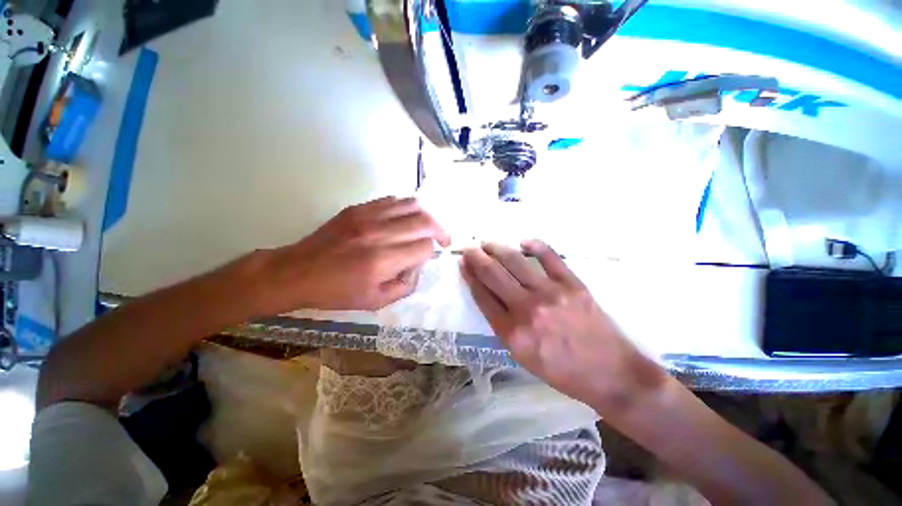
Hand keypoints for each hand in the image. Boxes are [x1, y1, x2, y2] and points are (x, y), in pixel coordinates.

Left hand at [246, 197, 449, 313]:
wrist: (297, 272)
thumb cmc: (337, 292)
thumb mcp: (376, 302)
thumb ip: (406, 285)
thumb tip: (418, 265)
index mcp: (382, 260)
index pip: (424, 247)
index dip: (431, 253)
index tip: (427, 259)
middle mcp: (379, 233)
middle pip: (425, 221)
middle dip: (440, 230)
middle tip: (442, 239)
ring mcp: (368, 216)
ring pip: (412, 204)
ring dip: (426, 216)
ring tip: (427, 227)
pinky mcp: (358, 208)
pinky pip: (393, 200)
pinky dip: (406, 208)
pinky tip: (405, 219)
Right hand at [461, 241, 664, 410]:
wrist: (610, 374)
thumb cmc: (562, 371)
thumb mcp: (523, 357)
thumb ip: (503, 326)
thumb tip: (488, 296)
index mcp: (512, 332)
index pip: (482, 296)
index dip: (469, 276)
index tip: (463, 264)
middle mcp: (527, 309)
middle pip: (493, 275)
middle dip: (476, 258)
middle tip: (469, 249)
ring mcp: (550, 293)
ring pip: (515, 261)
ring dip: (497, 249)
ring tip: (488, 243)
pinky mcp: (572, 284)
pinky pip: (550, 257)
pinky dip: (535, 245)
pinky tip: (523, 241)